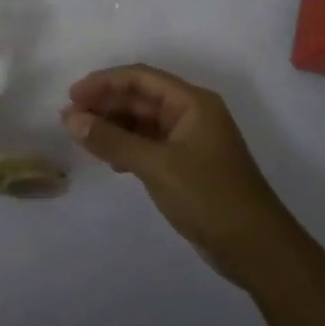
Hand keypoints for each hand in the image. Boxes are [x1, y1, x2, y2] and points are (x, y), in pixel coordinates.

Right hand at [61, 64, 301, 286]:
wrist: (255, 247)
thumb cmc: (208, 196)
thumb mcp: (156, 166)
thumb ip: (112, 141)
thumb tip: (71, 119)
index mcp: (192, 103)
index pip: (141, 78)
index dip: (104, 82)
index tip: (72, 96)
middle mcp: (192, 114)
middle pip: (141, 98)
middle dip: (105, 105)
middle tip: (69, 120)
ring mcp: (191, 141)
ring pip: (144, 122)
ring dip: (114, 127)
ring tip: (82, 138)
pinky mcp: (188, 165)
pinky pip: (150, 145)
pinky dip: (128, 147)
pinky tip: (110, 160)